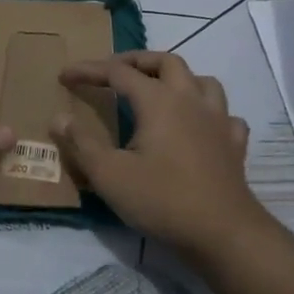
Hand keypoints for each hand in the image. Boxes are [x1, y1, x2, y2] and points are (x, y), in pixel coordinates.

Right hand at [51, 51, 269, 255]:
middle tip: (113, 71)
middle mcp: (191, 100)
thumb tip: (59, 118)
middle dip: (137, 60)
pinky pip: (224, 115)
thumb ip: (82, 144)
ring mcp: (219, 120)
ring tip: (159, 91)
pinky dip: (208, 112)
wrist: (223, 233)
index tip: (65, 75)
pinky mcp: (234, 144)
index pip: (118, 72)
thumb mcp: (109, 175)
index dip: (89, 70)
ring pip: (202, 81)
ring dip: (178, 79)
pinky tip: (200, 126)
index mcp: (159, 101)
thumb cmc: (161, 201)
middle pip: (166, 62)